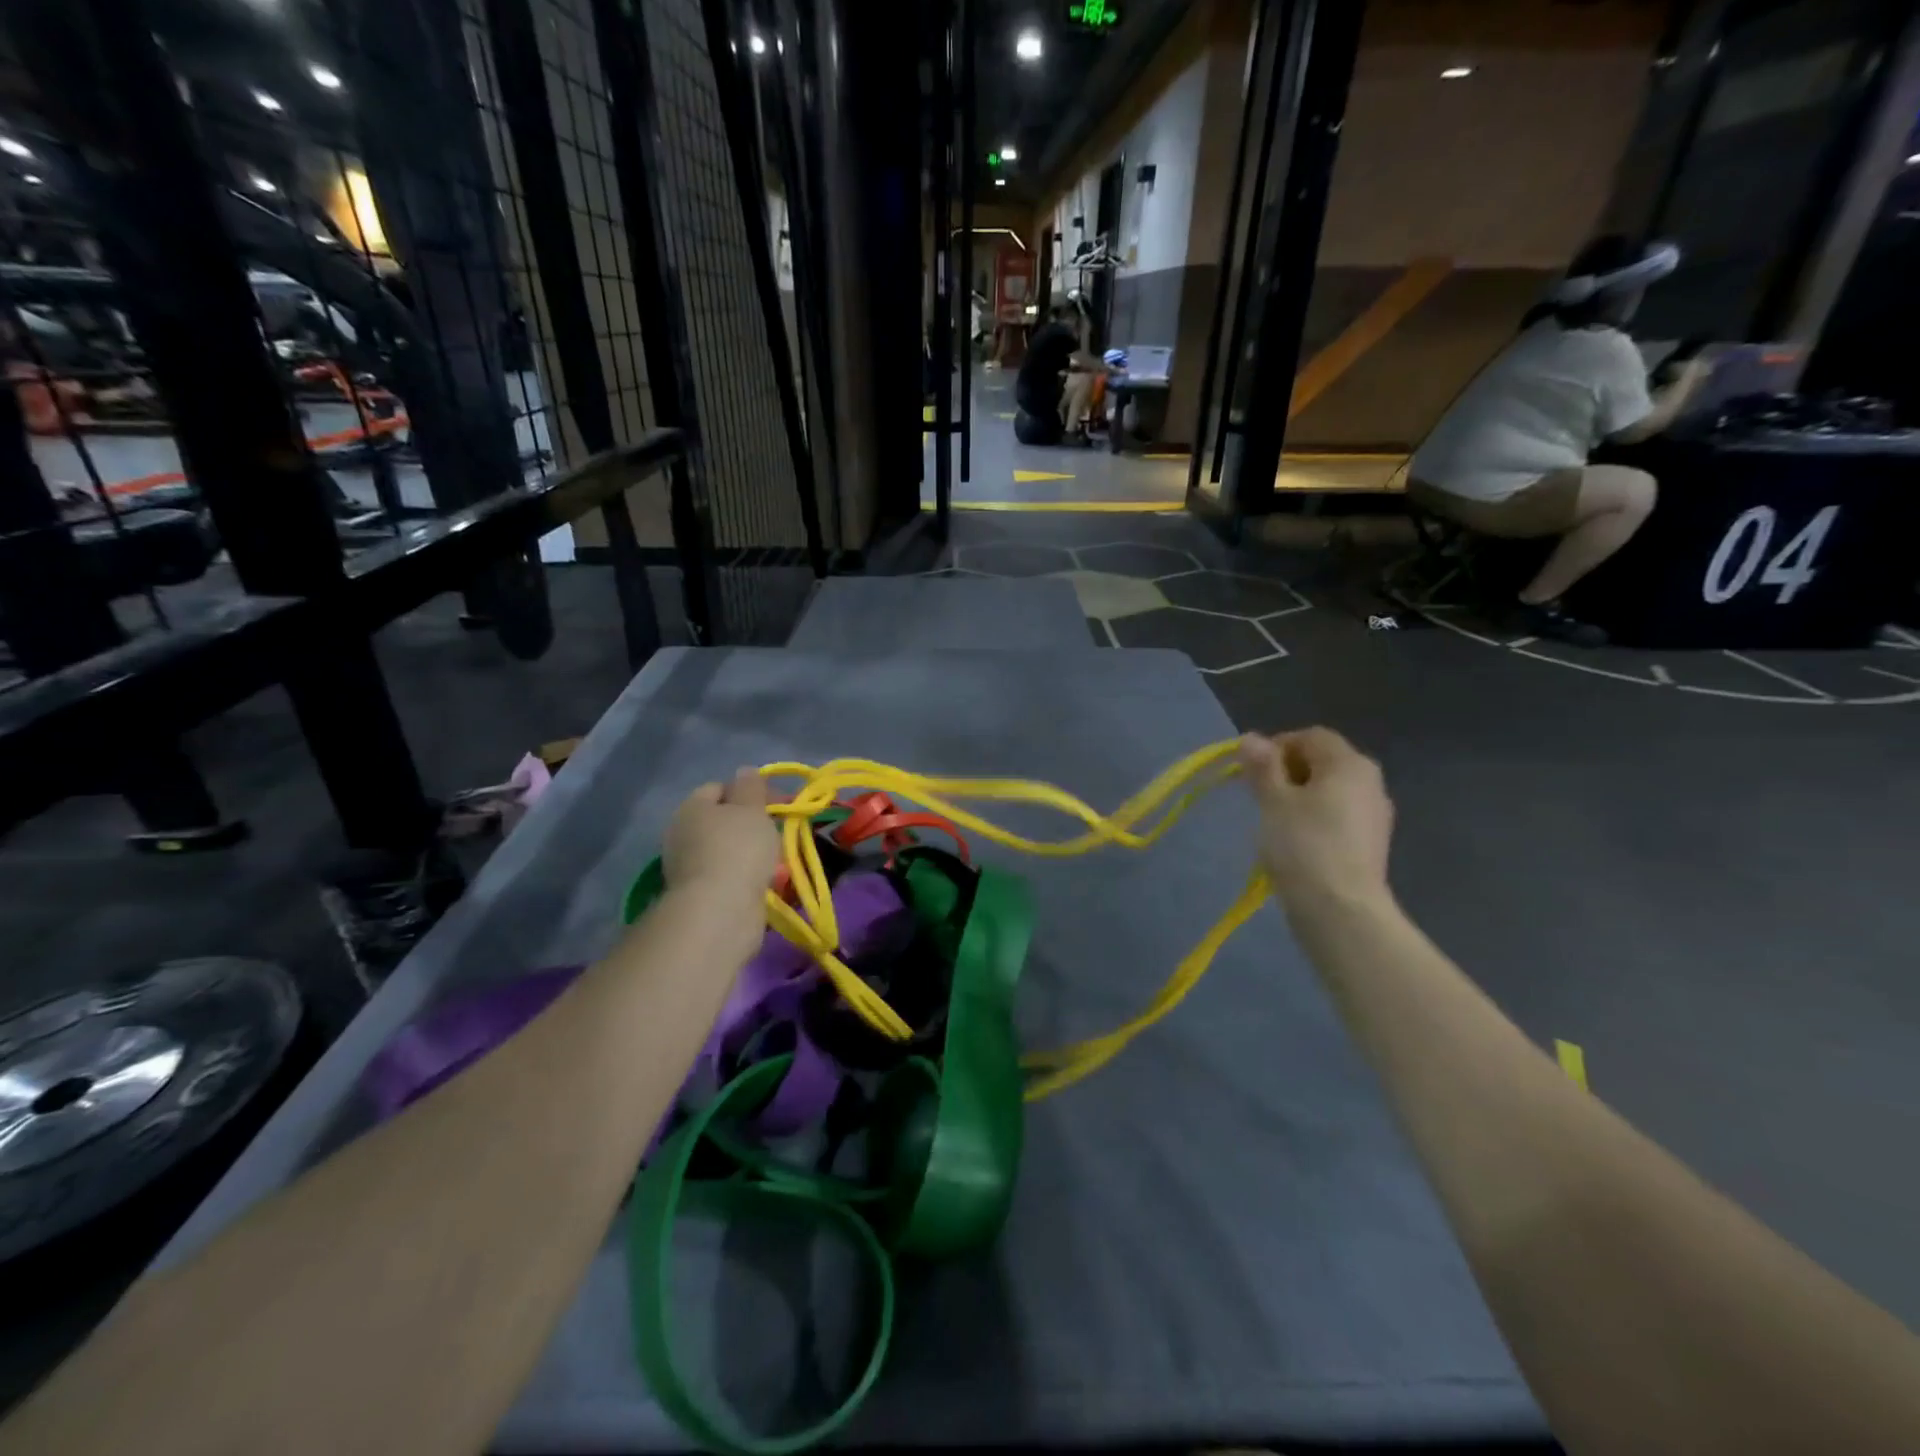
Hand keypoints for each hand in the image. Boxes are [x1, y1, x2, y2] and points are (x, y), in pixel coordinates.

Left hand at [663, 770, 779, 913]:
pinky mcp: (698, 895)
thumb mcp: (751, 808)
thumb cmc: (738, 848)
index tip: (778, 804)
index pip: (719, 788)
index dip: (749, 791)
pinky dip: (744, 876)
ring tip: (776, 861)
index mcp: (691, 807)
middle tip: (778, 832)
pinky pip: (727, 876)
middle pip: (722, 820)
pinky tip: (763, 882)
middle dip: (750, 824)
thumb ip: (750, 787)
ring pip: (726, 849)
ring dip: (749, 852)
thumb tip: (745, 771)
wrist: (721, 910)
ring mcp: (688, 867)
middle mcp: (682, 834)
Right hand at [1239, 729, 1394, 913]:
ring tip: (1274, 822)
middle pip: (1323, 762)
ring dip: (1300, 797)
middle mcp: (1370, 781)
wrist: (1340, 910)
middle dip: (1288, 772)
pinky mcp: (1371, 843)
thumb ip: (1262, 767)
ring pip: (1330, 791)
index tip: (1251, 772)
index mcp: (1349, 763)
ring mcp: (1375, 814)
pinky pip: (1338, 816)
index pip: (1311, 737)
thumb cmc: (1303, 845)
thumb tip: (1251, 738)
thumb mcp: (1273, 801)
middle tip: (1259, 796)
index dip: (1277, 746)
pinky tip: (1296, 844)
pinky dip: (1315, 820)